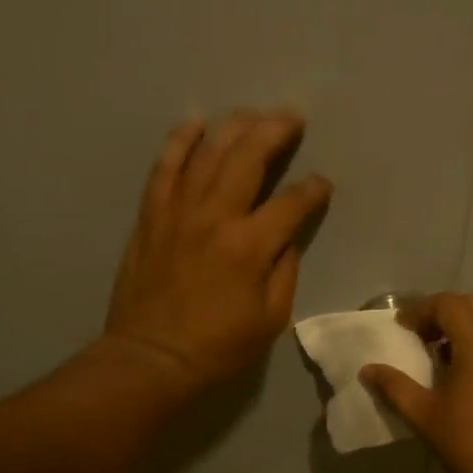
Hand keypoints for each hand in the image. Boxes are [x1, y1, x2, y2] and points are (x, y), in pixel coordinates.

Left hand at [102, 112, 331, 396]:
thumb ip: (284, 271)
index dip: (313, 189)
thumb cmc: (217, 346)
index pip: (292, 202)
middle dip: (276, 131)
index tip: (322, 186)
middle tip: (293, 119)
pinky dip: (180, 140)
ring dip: (235, 126)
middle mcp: (216, 216)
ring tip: (254, 115)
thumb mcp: (270, 319)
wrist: (150, 357)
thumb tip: (285, 237)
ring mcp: (179, 211)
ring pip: (208, 151)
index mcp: (250, 246)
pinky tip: (195, 122)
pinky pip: (166, 166)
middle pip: (249, 156)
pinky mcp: (152, 215)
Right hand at [359, 293, 472, 472]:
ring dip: (463, 325)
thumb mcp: (425, 416)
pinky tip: (462, 372)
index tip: (400, 328)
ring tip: (438, 352)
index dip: (420, 310)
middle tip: (420, 334)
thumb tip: (368, 370)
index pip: (448, 304)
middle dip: (443, 310)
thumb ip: (395, 387)